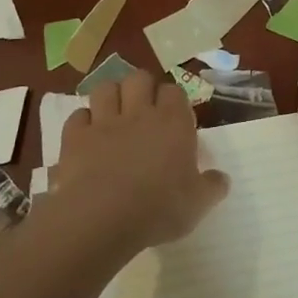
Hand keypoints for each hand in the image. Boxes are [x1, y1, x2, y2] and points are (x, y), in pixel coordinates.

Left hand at [53, 70, 228, 253]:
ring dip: (111, 96)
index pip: (174, 91)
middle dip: (142, 88)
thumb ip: (212, 187)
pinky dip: (83, 121)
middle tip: (144, 110)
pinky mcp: (75, 137)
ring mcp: (104, 122)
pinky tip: (87, 136)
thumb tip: (221, 179)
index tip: (174, 117)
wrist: (103, 219)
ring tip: (114, 114)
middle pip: (139, 78)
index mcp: (173, 122)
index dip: (173, 100)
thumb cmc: (159, 209)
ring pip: (106, 88)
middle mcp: (139, 113)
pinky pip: (78, 115)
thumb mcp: (198, 204)